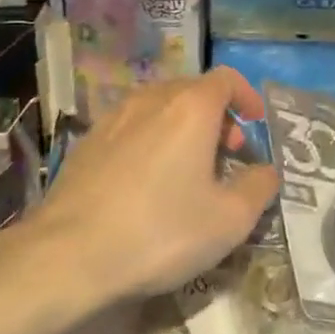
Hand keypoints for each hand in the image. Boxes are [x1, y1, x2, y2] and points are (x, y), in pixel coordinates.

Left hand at [33, 68, 278, 305]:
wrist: (68, 254)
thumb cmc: (160, 231)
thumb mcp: (229, 220)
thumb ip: (259, 187)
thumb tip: (266, 171)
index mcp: (190, 108)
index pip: (226, 79)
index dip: (247, 96)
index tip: (256, 123)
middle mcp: (151, 99)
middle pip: (193, 91)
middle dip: (218, 116)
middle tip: (228, 154)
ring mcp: (114, 117)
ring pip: (160, 108)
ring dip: (183, 128)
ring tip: (189, 169)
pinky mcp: (87, 142)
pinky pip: (132, 127)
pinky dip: (151, 140)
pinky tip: (147, 181)